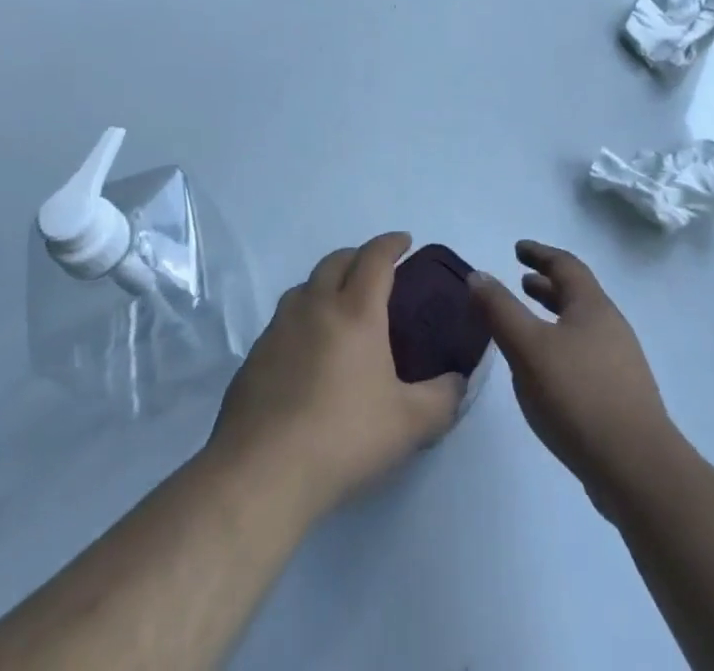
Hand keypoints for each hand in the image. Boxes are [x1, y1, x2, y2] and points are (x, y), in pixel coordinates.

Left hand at [209, 232, 464, 519]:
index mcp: (356, 311)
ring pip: (306, 286)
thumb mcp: (410, 424)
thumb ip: (443, 398)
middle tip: (377, 272)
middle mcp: (315, 306)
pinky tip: (309, 351)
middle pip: (337, 260)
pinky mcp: (255, 355)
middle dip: (359, 255)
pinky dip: (303, 317)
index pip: (375, 257)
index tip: (405, 241)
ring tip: (341, 307)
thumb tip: (459, 382)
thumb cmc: (343, 437)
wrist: (262, 472)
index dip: (392, 243)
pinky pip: (284, 319)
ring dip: (327, 283)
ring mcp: (279, 328)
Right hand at [470, 241, 679, 511]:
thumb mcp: (528, 348)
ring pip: (581, 327)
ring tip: (529, 328)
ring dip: (554, 318)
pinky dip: (561, 347)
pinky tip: (547, 374)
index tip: (518, 249)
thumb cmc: (578, 395)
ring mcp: (620, 363)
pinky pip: (585, 355)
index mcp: (592, 306)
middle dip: (547, 286)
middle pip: (577, 295)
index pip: (565, 265)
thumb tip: (477, 275)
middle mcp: (611, 326)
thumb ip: (500, 310)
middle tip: (521, 282)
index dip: (540, 254)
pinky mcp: (621, 397)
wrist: (637, 469)